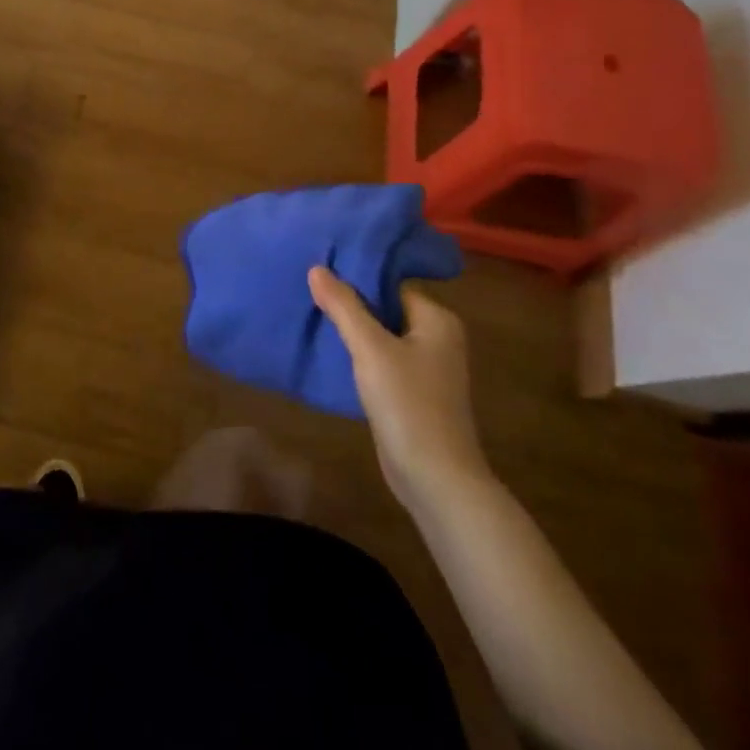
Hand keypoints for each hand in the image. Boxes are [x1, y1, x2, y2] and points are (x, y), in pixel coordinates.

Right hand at [308, 265, 488, 507]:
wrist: (436, 481)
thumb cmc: (408, 405)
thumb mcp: (370, 350)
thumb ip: (344, 307)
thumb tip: (317, 268)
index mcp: (437, 319)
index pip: (392, 282)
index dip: (357, 275)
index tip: (323, 267)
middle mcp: (438, 337)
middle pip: (387, 306)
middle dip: (352, 301)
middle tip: (312, 288)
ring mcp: (428, 367)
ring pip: (383, 334)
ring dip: (354, 328)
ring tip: (315, 313)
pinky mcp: (415, 392)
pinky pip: (383, 359)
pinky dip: (361, 354)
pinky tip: (332, 351)